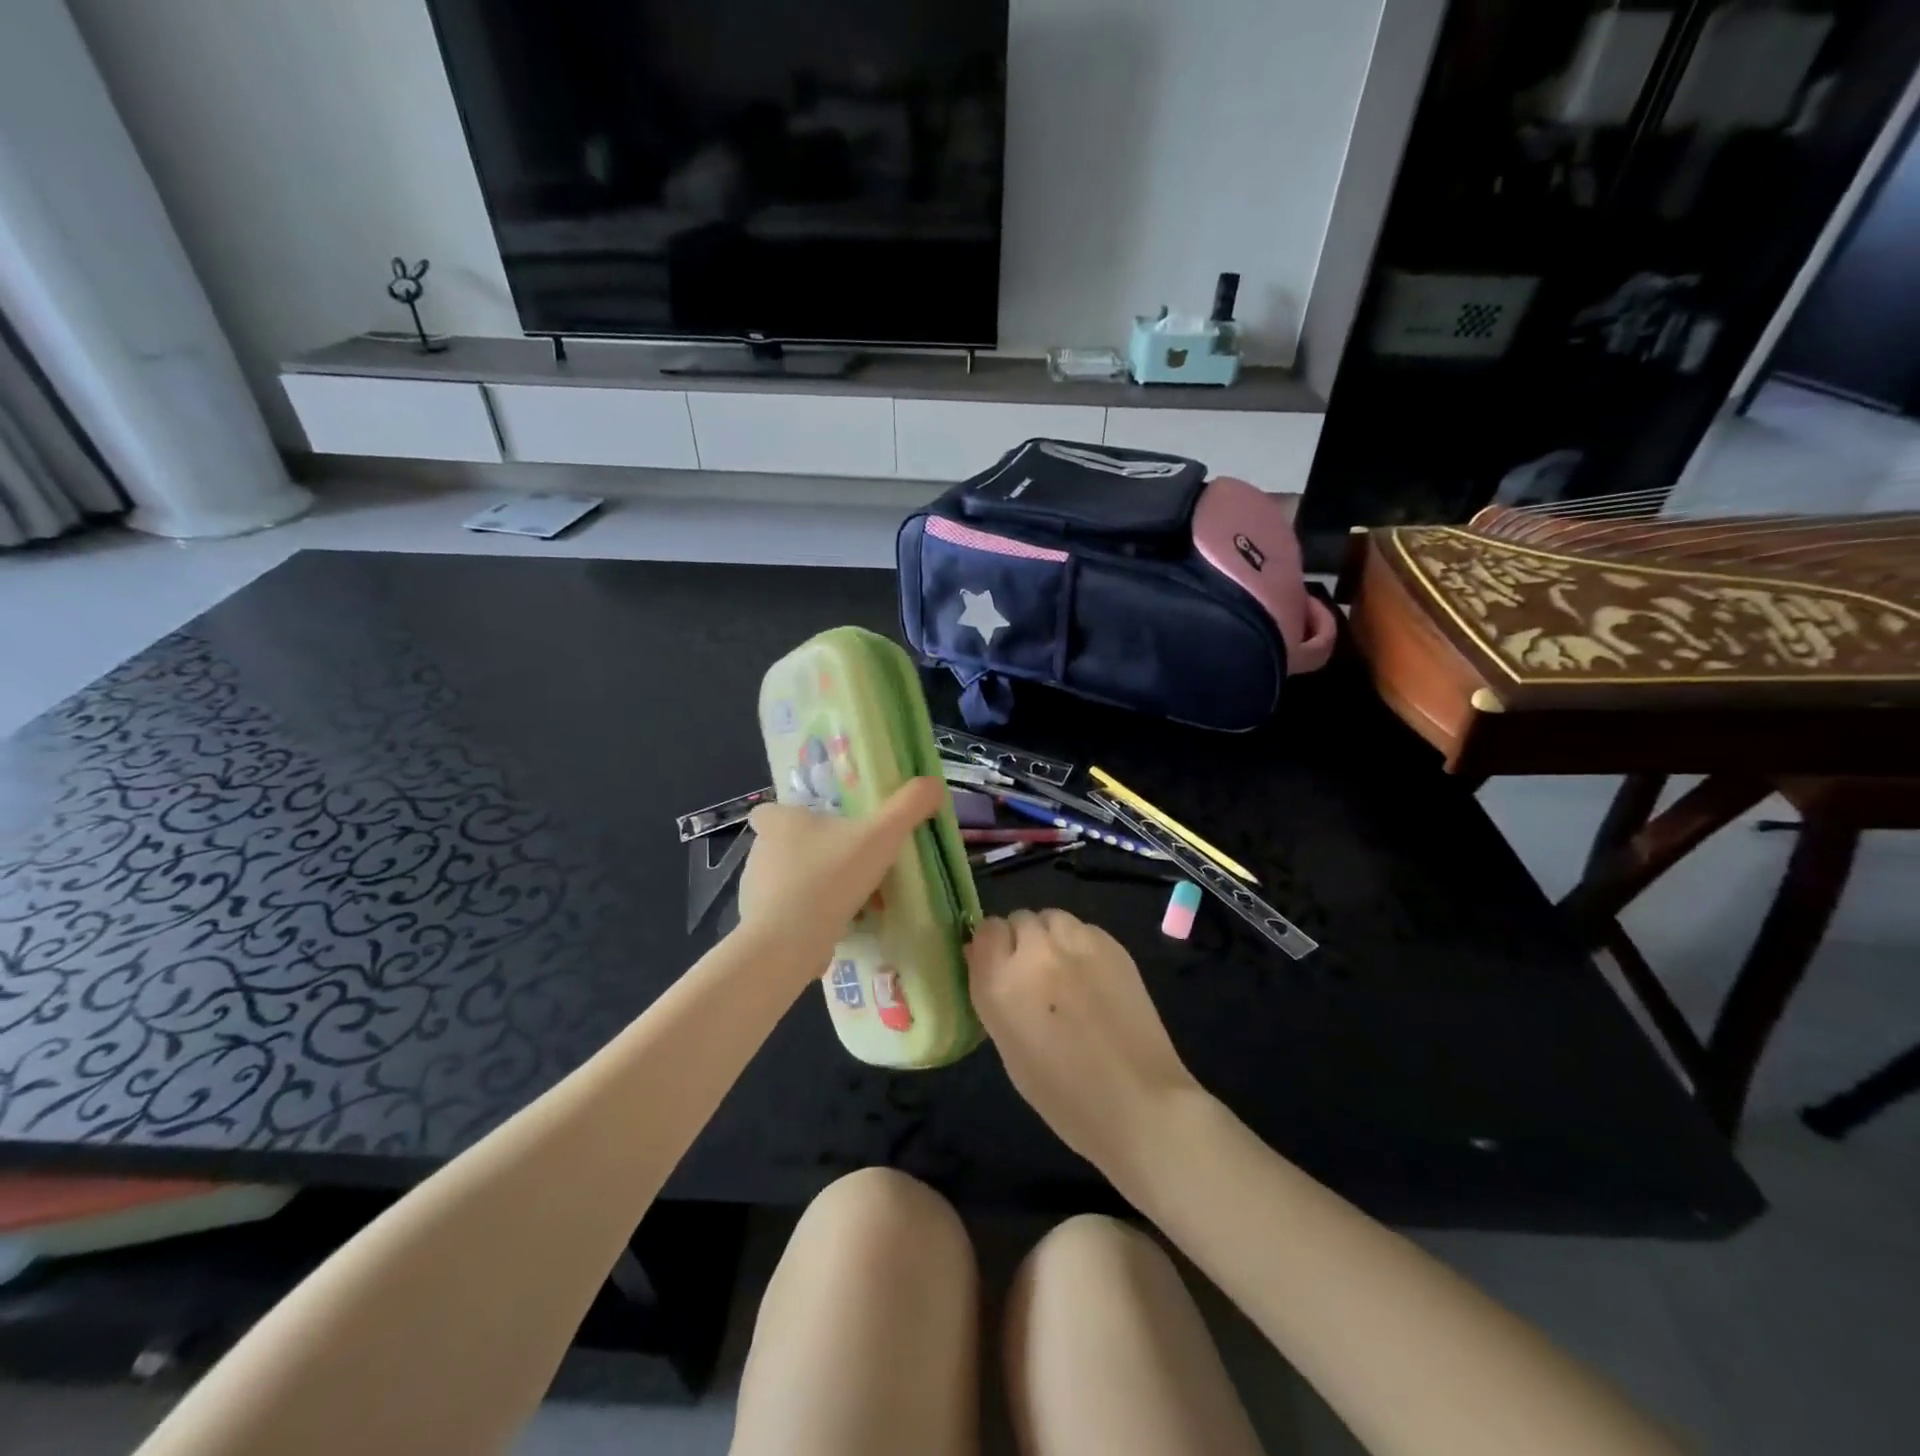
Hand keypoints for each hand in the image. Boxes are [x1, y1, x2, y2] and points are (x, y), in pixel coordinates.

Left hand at [737, 777, 944, 967]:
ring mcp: (755, 892)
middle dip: (816, 854)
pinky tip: (840, 927)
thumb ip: (909, 806)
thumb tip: (934, 784)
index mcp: (778, 822)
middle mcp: (760, 852)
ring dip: (817, 888)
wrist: (788, 943)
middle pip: (787, 846)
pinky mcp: (761, 926)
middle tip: (852, 863)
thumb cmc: (829, 877)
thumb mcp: (880, 835)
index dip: (791, 817)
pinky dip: (811, 919)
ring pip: (791, 882)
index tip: (819, 827)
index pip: (770, 811)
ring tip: (854, 900)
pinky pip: (790, 915)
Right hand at [966, 909, 1201, 1181]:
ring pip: (1052, 917)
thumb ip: (993, 994)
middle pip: (1019, 919)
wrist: (1138, 1102)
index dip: (992, 946)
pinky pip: (1084, 928)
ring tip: (1066, 970)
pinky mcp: (1112, 944)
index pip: (985, 931)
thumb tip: (981, 957)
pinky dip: (1081, 944)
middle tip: (1036, 975)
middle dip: (1022, 941)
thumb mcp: (1008, 1047)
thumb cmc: (1063, 1095)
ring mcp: (1076, 943)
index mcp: (1000, 983)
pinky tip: (1094, 977)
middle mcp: (1034, 952)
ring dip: (1051, 937)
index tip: (1001, 966)